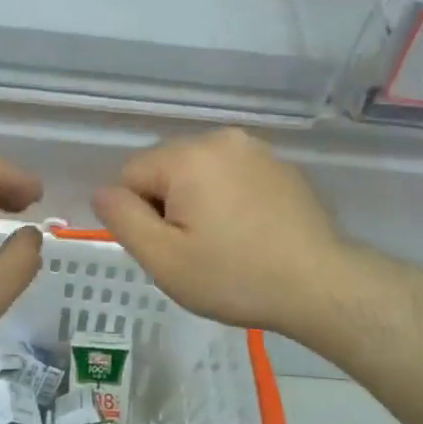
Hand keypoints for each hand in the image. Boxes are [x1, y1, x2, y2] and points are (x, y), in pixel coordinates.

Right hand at [91, 129, 351, 337]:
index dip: (140, 216)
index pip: (131, 175)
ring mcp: (254, 148)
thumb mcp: (165, 259)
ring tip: (225, 241)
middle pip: (165, 169)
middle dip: (169, 205)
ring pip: (198, 172)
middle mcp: (219, 139)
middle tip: (197, 250)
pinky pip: (231, 175)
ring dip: (199, 201)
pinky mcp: (279, 164)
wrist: (321, 285)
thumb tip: (101, 191)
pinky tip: (250, 231)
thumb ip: (123, 219)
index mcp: (187, 155)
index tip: (172, 247)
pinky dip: (229, 197)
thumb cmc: (235, 276)